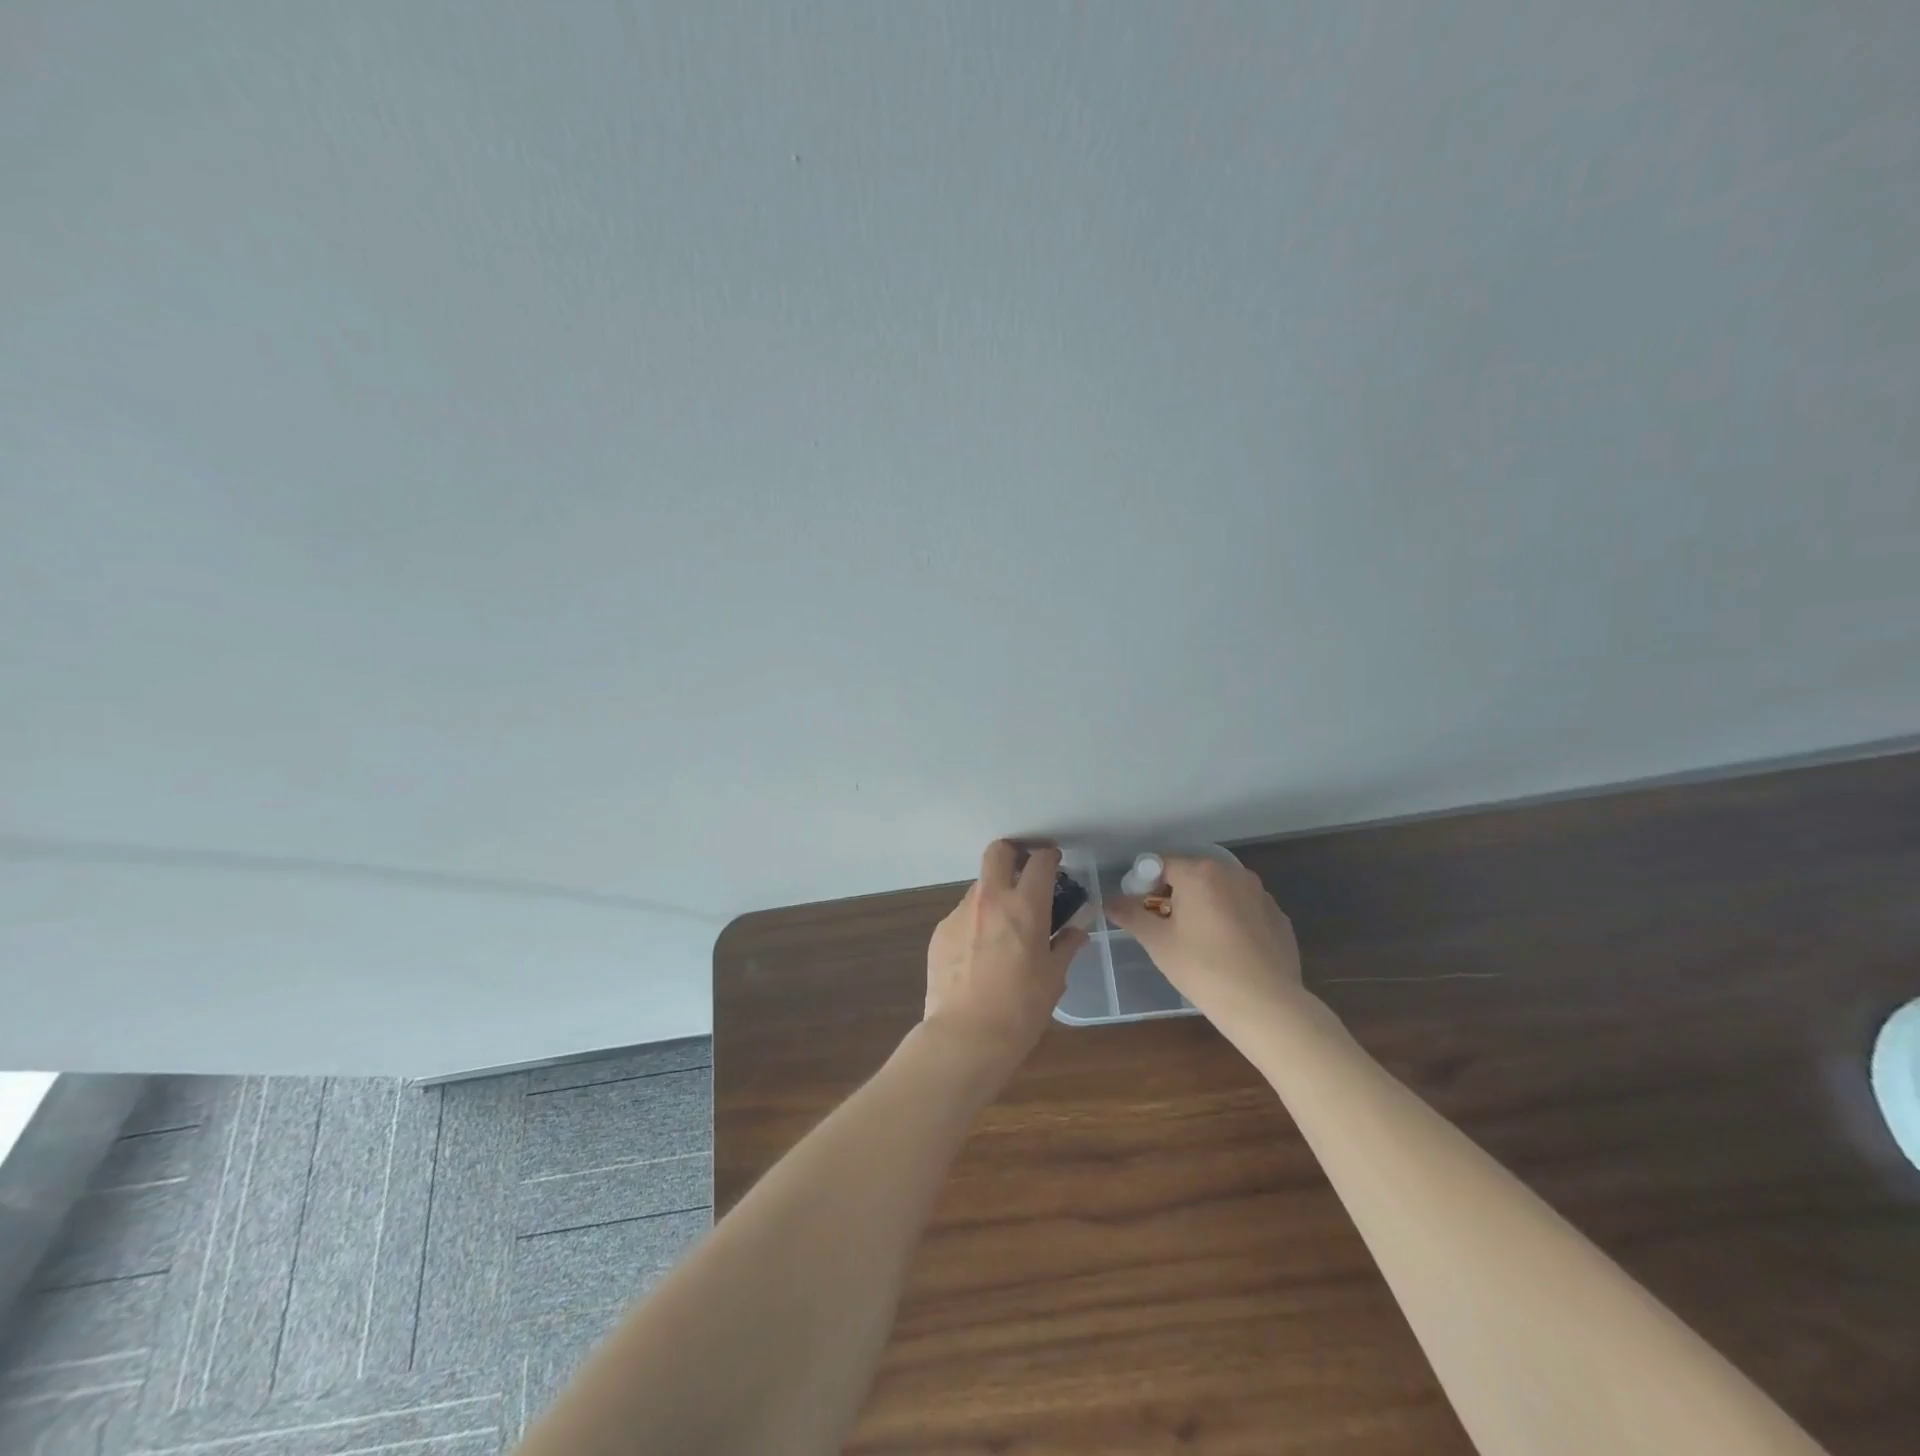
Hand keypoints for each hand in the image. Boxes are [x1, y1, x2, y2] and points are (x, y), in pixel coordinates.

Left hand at [923, 841, 1087, 1072]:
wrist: (965, 1036)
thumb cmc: (1020, 1009)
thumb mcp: (1054, 979)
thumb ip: (1066, 946)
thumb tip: (1076, 931)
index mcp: (1025, 906)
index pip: (1039, 861)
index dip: (1049, 856)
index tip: (1055, 862)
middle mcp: (990, 899)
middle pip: (998, 852)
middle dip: (1013, 852)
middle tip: (1025, 871)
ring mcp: (960, 913)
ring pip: (979, 886)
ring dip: (995, 894)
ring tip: (1004, 926)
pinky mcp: (940, 931)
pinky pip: (963, 915)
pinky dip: (976, 922)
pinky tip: (981, 953)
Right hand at [1105, 854, 1301, 1014]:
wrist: (1266, 1005)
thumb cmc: (1203, 968)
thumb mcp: (1158, 943)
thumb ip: (1131, 915)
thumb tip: (1110, 902)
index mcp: (1199, 873)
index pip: (1161, 865)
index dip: (1145, 886)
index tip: (1142, 913)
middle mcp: (1233, 873)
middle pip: (1193, 874)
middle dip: (1176, 895)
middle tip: (1167, 928)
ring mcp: (1261, 894)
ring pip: (1221, 891)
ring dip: (1205, 905)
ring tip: (1199, 941)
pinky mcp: (1279, 917)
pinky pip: (1245, 909)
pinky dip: (1232, 920)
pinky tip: (1229, 951)